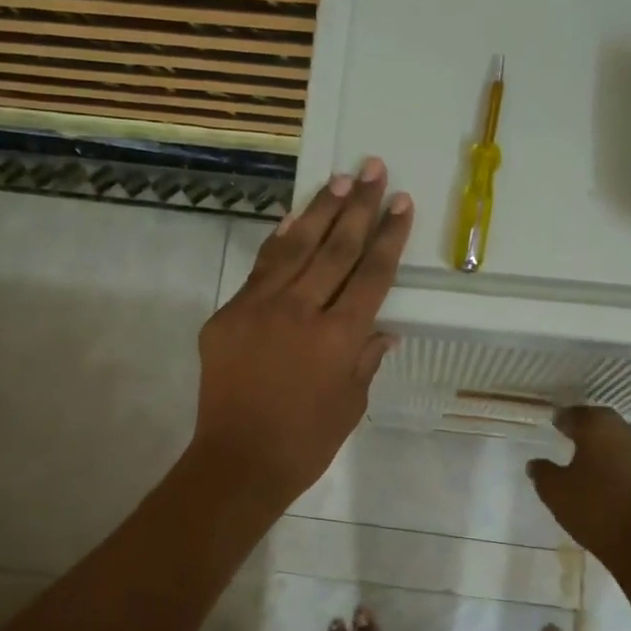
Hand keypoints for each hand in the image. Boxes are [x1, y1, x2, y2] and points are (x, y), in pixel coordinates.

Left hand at [190, 159, 412, 509]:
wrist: (238, 461)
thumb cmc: (306, 442)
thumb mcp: (351, 404)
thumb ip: (366, 359)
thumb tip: (382, 330)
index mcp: (339, 338)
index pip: (371, 275)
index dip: (389, 237)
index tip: (402, 203)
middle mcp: (301, 312)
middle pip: (336, 249)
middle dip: (359, 207)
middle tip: (374, 169)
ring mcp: (259, 309)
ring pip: (295, 248)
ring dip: (320, 211)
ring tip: (339, 180)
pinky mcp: (228, 315)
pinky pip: (260, 270)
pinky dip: (279, 242)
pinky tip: (293, 219)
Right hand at [527, 406, 630, 565]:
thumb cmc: (595, 508)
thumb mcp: (555, 491)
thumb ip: (542, 472)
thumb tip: (536, 463)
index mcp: (599, 426)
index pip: (575, 414)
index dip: (562, 420)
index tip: (554, 425)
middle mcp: (627, 430)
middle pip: (601, 423)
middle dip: (586, 429)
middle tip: (569, 438)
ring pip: (620, 440)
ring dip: (605, 447)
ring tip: (588, 461)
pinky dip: (619, 464)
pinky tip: (607, 479)